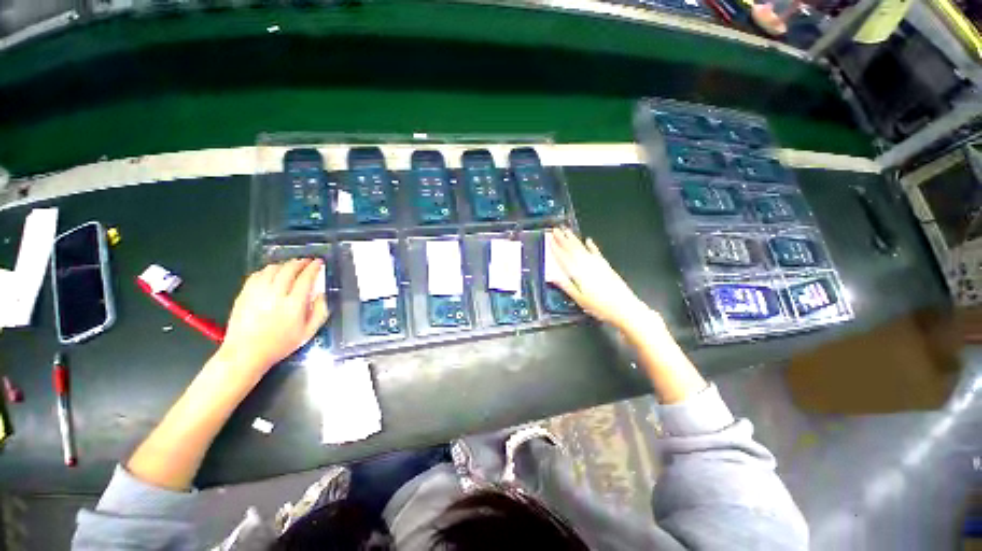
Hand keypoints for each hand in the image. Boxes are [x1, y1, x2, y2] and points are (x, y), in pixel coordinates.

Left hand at [217, 258, 329, 378]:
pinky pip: (257, 274)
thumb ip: (321, 311)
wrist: (246, 353)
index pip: (306, 278)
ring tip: (291, 266)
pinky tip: (273, 273)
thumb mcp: (309, 332)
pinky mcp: (244, 294)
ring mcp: (257, 293)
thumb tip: (323, 294)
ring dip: (285, 265)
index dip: (314, 267)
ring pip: (273, 269)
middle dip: (300, 262)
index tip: (319, 263)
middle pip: (289, 269)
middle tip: (307, 261)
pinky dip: (268, 270)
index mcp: (294, 304)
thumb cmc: (281, 344)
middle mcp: (275, 294)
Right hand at [547, 227, 653, 330]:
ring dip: (574, 239)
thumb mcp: (579, 299)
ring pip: (582, 248)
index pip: (563, 257)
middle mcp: (586, 265)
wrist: (624, 307)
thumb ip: (566, 286)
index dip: (556, 248)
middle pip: (572, 249)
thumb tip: (553, 277)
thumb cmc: (599, 306)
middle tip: (556, 229)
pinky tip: (588, 240)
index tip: (549, 239)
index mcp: (578, 273)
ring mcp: (597, 264)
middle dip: (563, 239)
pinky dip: (592, 245)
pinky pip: (596, 252)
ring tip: (567, 230)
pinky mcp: (606, 265)